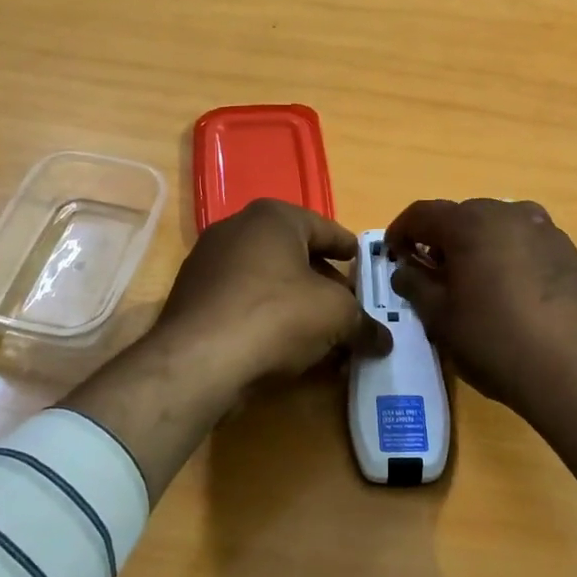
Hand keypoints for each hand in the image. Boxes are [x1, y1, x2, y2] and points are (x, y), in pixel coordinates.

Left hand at [63, 200, 383, 500]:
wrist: (198, 360)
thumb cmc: (276, 316)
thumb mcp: (336, 317)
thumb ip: (364, 323)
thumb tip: (384, 340)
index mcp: (273, 216)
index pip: (326, 229)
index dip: (351, 251)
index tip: (367, 268)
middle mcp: (236, 228)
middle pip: (295, 255)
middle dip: (324, 283)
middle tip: (348, 308)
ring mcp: (208, 262)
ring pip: (268, 280)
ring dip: (296, 304)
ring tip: (321, 334)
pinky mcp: (192, 298)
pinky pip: (242, 302)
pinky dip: (266, 318)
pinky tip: (284, 347)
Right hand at [385, 198, 576, 511]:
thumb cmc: (496, 341)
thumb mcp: (441, 318)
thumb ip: (416, 285)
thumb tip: (405, 269)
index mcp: (471, 222)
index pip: (422, 213)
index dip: (400, 232)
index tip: (392, 256)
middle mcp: (509, 213)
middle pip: (462, 216)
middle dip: (440, 240)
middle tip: (430, 274)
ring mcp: (545, 229)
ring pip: (497, 228)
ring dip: (476, 247)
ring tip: (471, 284)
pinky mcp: (570, 252)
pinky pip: (525, 244)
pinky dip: (507, 257)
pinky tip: (509, 294)